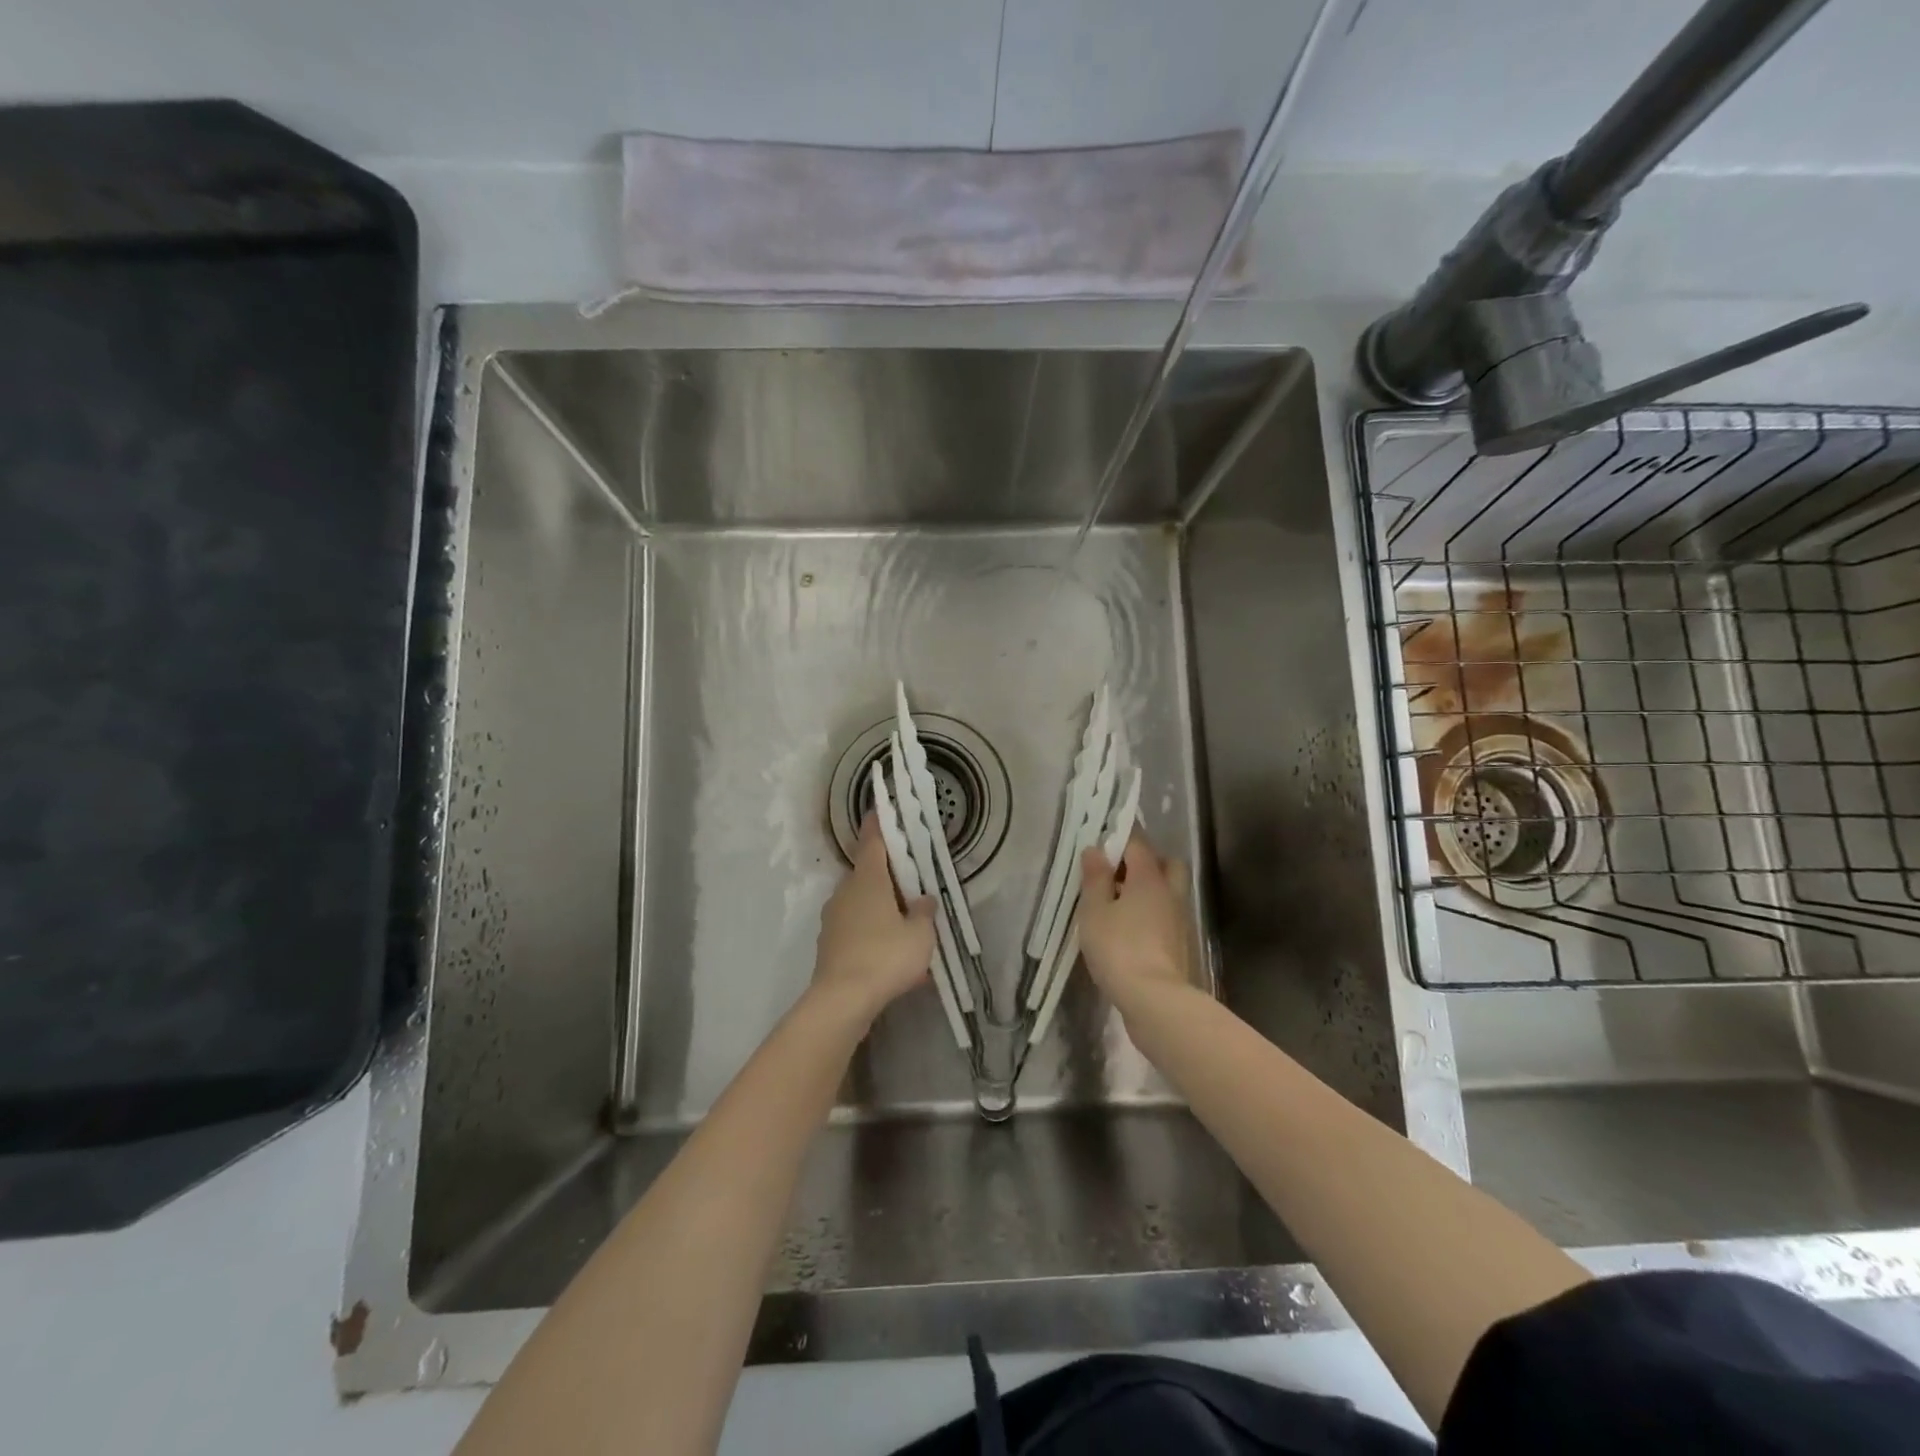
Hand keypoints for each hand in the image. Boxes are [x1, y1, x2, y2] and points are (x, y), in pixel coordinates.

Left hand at [811, 813, 936, 1026]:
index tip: (880, 808)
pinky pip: (855, 929)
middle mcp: (845, 892)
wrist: (841, 1000)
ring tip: (905, 924)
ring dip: (880, 907)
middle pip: (867, 874)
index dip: (878, 824)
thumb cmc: (885, 956)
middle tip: (910, 879)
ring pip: (861, 903)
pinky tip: (891, 955)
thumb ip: (924, 913)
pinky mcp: (829, 944)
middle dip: (887, 874)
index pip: (873, 841)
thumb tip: (923, 900)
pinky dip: (872, 933)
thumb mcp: (920, 935)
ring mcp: (833, 918)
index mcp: (868, 880)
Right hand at [1079, 831, 1195, 1012]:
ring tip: (1120, 903)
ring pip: (1169, 890)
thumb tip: (1095, 849)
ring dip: (1150, 889)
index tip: (1102, 839)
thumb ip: (1095, 879)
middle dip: (1145, 861)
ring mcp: (1180, 919)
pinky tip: (1132, 928)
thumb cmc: (1118, 949)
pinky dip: (1153, 913)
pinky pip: (1168, 915)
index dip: (1120, 837)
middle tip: (1118, 872)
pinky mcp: (1181, 943)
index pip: (1138, 843)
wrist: (1155, 1000)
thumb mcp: (1094, 911)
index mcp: (1149, 877)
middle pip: (1166, 863)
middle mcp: (1170, 892)